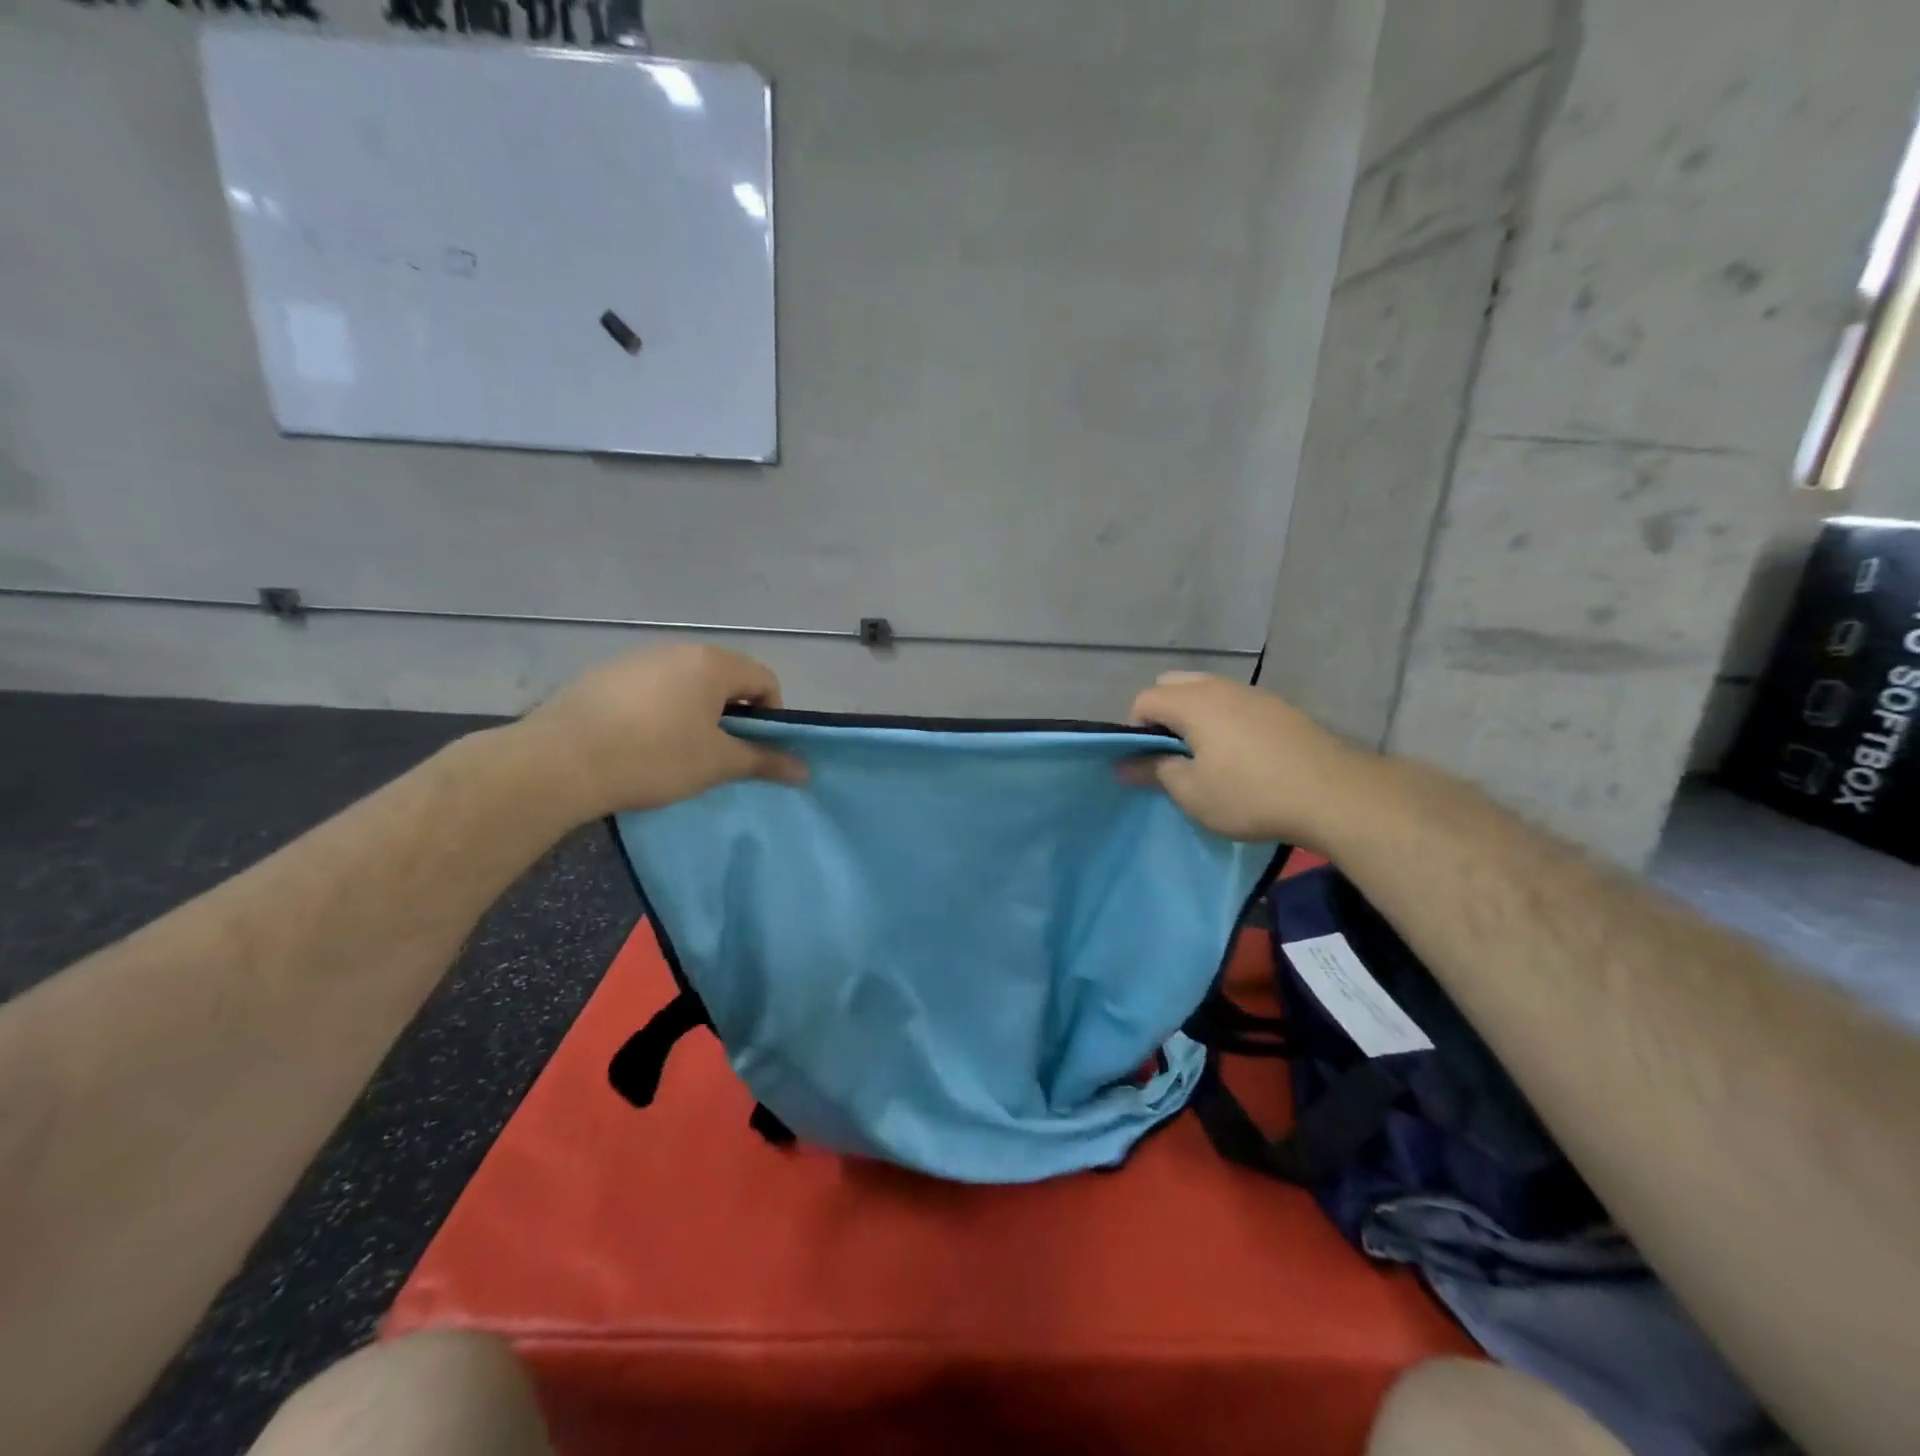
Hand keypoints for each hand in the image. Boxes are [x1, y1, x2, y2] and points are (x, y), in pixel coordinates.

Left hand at [514, 645, 807, 818]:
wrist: (559, 762)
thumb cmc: (654, 757)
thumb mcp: (717, 764)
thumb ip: (765, 761)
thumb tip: (806, 770)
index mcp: (712, 663)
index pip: (764, 679)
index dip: (770, 716)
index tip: (750, 749)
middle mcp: (677, 649)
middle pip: (725, 677)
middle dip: (731, 714)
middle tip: (716, 753)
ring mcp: (636, 658)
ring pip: (685, 683)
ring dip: (694, 712)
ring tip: (675, 751)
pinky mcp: (603, 674)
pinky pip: (649, 688)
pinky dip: (658, 711)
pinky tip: (637, 743)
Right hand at [1126, 672, 1376, 846]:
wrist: (1335, 794)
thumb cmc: (1251, 794)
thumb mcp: (1193, 792)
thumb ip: (1154, 771)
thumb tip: (1124, 764)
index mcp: (1192, 702)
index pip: (1144, 700)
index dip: (1133, 730)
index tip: (1144, 762)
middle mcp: (1220, 687)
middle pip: (1173, 686)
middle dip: (1161, 715)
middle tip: (1169, 755)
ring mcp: (1254, 693)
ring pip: (1206, 692)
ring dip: (1193, 717)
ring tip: (1203, 756)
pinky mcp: (1279, 708)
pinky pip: (1235, 704)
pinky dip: (1222, 721)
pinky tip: (1238, 755)